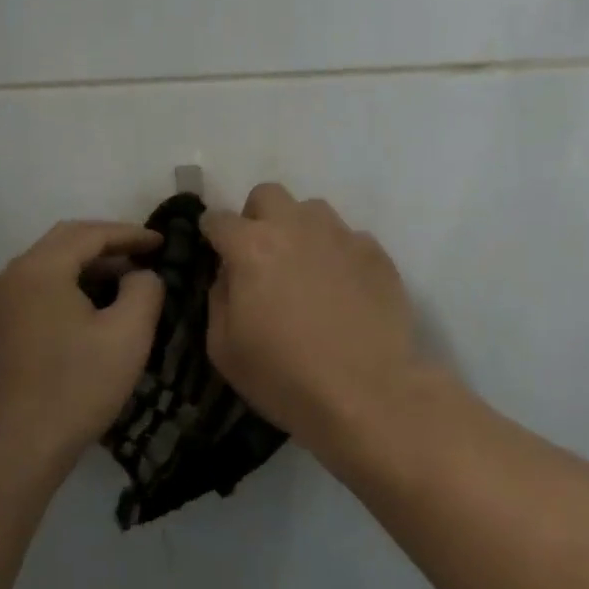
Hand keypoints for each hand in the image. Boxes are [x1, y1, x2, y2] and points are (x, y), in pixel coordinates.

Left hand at [0, 221, 164, 489]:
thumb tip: (141, 275)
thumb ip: (145, 289)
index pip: (90, 233)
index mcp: (39, 269)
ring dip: (87, 267)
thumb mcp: (128, 335)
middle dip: (108, 245)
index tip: (162, 242)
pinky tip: (91, 312)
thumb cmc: (75, 388)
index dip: (131, 234)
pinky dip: (68, 288)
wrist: (13, 454)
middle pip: (65, 243)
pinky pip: (36, 292)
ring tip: (124, 284)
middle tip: (144, 256)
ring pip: (49, 267)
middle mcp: (11, 277)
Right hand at [202, 185, 425, 449]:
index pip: (219, 219)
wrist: (367, 394)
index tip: (215, 251)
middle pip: (268, 195)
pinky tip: (344, 289)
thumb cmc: (285, 377)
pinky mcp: (376, 253)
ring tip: (306, 270)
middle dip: (257, 217)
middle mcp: (295, 227)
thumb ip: (218, 298)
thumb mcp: (224, 349)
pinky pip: (349, 238)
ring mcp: (341, 236)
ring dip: (300, 230)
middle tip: (261, 255)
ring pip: (312, 210)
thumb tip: (228, 274)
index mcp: (251, 247)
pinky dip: (338, 254)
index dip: (212, 235)